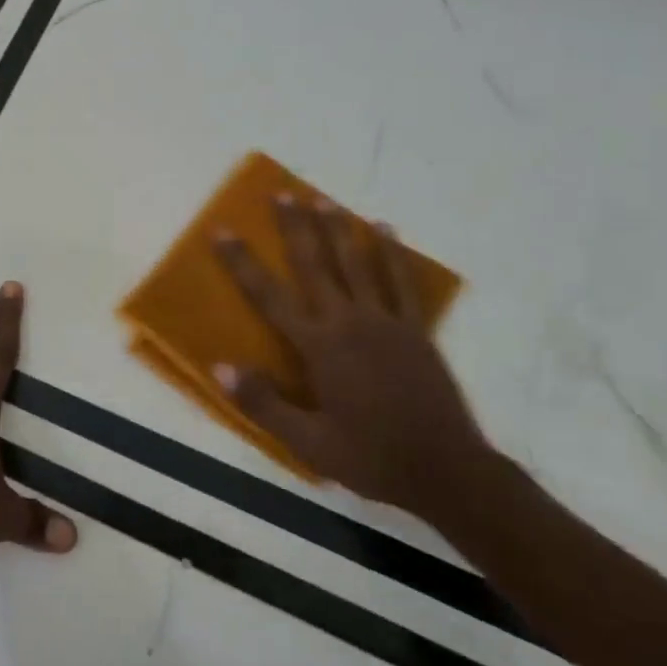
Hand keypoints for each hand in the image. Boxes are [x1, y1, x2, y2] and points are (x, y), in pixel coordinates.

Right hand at [211, 195, 492, 521]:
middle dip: (295, 228)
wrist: (446, 471)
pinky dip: (392, 253)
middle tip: (281, 193)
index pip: (269, 296)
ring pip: (357, 264)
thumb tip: (220, 367)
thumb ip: (263, 403)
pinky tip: (385, 230)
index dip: (242, 263)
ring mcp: (386, 322)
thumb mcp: (308, 443)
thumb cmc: (370, 458)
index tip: (222, 231)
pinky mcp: (416, 329)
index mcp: (319, 347)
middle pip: (315, 265)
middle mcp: (349, 322)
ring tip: (323, 200)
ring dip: (338, 229)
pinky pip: (401, 282)